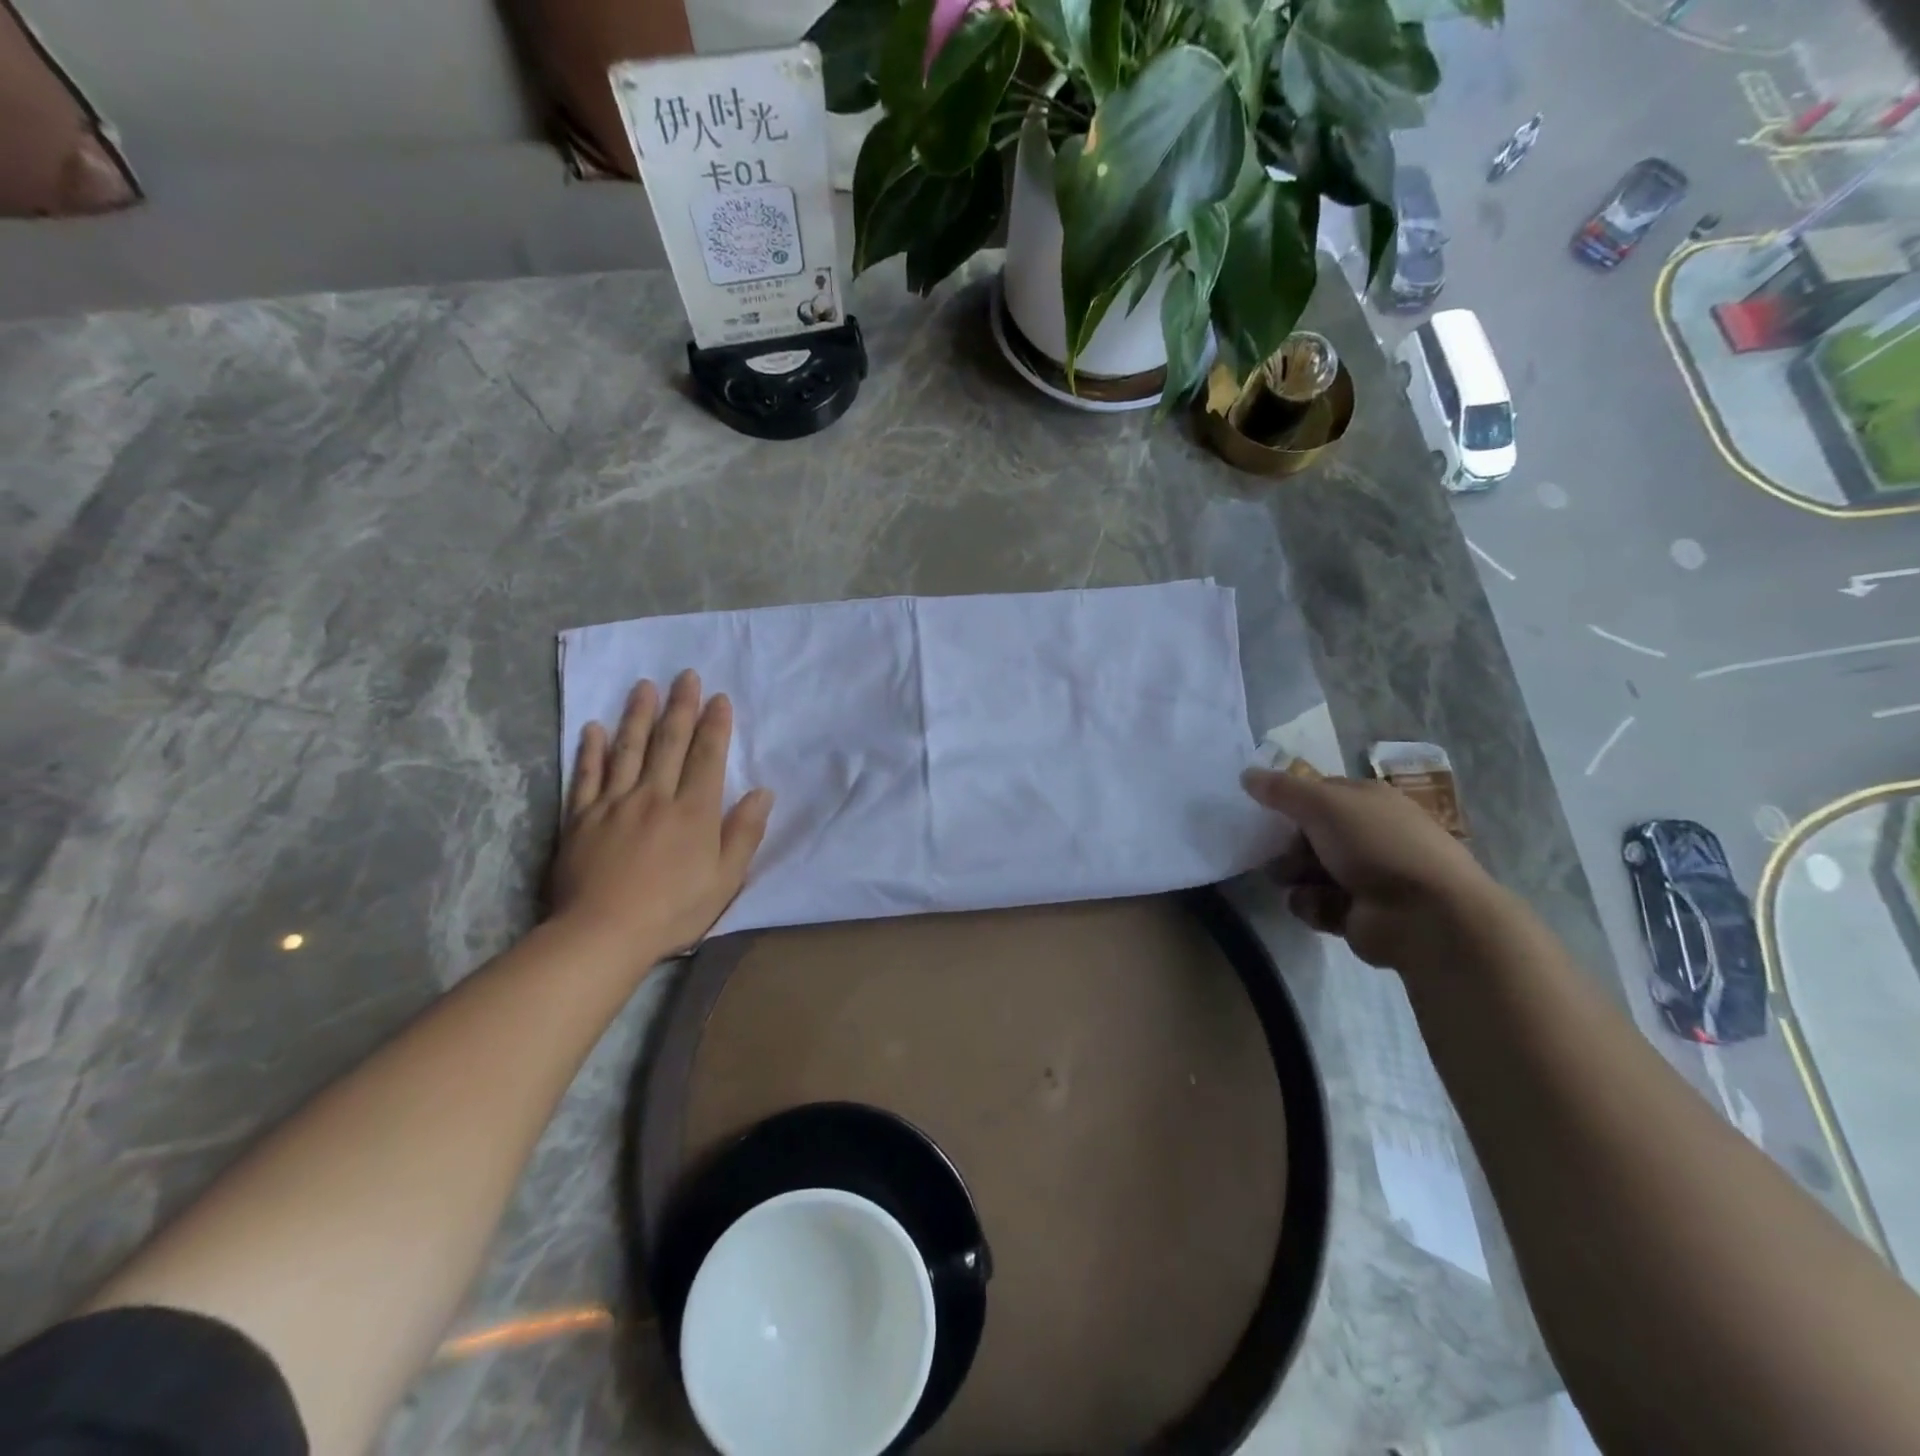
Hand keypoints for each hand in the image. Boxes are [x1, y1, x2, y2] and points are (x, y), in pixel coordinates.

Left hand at [550, 671, 773, 959]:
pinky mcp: (581, 818)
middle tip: (685, 675)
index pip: (708, 757)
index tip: (719, 697)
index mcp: (694, 811)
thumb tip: (763, 792)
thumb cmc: (673, 910)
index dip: (715, 725)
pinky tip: (595, 728)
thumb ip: (744, 833)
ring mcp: (614, 804)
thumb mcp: (725, 879)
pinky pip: (587, 776)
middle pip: (669, 743)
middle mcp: (655, 796)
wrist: (603, 934)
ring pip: (628, 749)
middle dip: (681, 707)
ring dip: (638, 715)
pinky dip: (591, 750)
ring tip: (644, 686)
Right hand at [1241, 764, 1495, 970]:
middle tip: (1274, 851)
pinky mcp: (1355, 914)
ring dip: (1294, 876)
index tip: (1265, 810)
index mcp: (1369, 802)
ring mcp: (1363, 877)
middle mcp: (1368, 836)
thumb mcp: (1324, 805)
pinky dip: (1313, 905)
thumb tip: (1246, 774)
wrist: (1426, 916)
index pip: (1320, 793)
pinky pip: (1316, 904)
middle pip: (1308, 834)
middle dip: (1287, 844)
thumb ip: (1282, 790)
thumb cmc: (1377, 845)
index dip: (1292, 800)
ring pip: (1307, 870)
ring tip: (1296, 882)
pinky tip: (1322, 908)